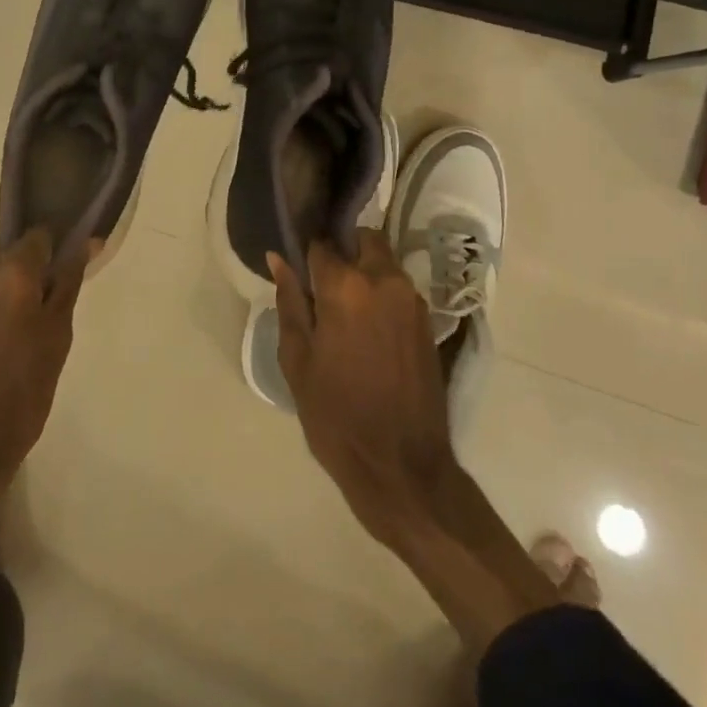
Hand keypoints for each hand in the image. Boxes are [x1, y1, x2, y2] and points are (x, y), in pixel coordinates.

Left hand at [0, 230, 90, 577]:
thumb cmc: (21, 393)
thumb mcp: (57, 336)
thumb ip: (67, 282)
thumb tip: (85, 241)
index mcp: (11, 272)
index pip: (38, 236)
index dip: (52, 255)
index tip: (56, 280)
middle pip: (6, 247)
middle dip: (21, 268)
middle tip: (32, 309)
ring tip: (4, 327)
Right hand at [270, 231, 455, 545]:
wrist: (401, 466)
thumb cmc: (336, 415)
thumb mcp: (297, 360)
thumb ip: (289, 302)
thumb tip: (278, 258)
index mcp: (346, 286)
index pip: (322, 244)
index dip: (306, 252)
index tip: (297, 266)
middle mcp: (384, 281)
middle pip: (363, 240)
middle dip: (343, 250)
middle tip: (323, 284)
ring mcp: (412, 300)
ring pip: (384, 262)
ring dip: (365, 270)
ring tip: (344, 308)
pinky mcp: (428, 321)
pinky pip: (399, 288)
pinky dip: (382, 292)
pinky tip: (367, 325)